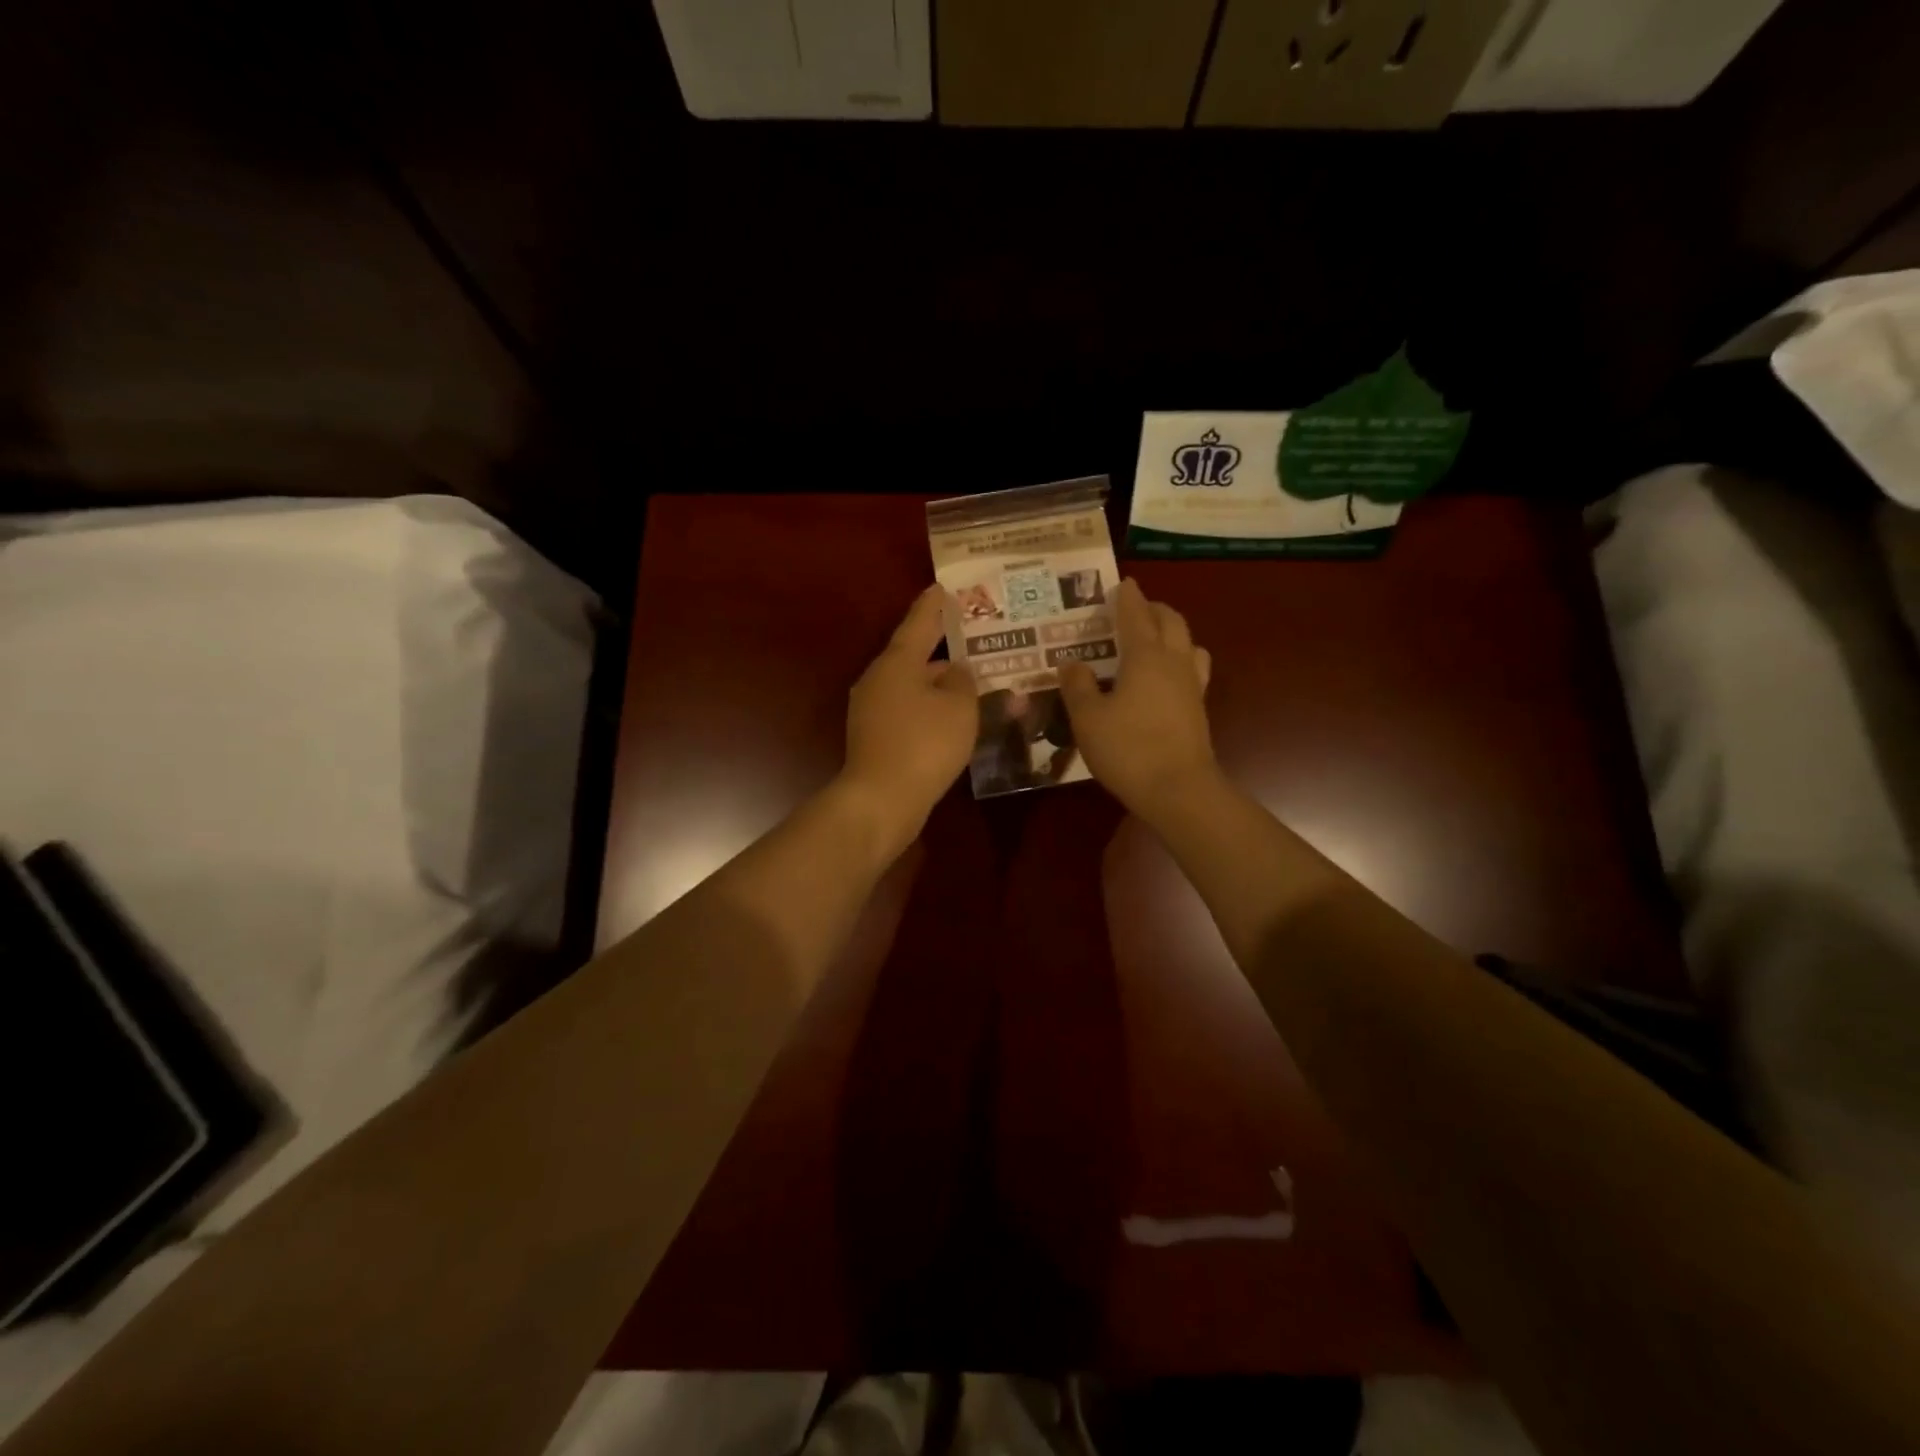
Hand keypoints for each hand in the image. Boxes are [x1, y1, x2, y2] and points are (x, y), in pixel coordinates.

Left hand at [840, 584, 978, 848]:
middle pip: (914, 656)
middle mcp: (878, 680)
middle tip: (973, 641)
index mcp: (897, 662)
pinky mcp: (875, 738)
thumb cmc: (924, 744)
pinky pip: (908, 712)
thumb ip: (963, 682)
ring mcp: (872, 710)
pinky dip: (930, 709)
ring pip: (912, 687)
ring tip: (971, 682)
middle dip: (942, 650)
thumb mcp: (958, 707)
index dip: (935, 605)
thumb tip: (956, 671)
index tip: (943, 587)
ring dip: (939, 684)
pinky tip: (951, 719)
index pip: (919, 623)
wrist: (881, 800)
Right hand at [1059, 579, 1217, 820]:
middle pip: (1171, 621)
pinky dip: (1180, 659)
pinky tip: (1165, 677)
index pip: (1136, 615)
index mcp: (1145, 656)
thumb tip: (1071, 663)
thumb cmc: (1128, 749)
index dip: (1128, 598)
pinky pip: (1192, 669)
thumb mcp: (1088, 718)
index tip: (1123, 583)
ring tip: (1153, 639)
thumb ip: (1078, 687)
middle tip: (1134, 608)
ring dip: (1172, 632)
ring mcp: (1192, 685)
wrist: (1178, 790)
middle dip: (1154, 609)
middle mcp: (1174, 662)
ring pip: (1189, 643)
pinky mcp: (1198, 708)